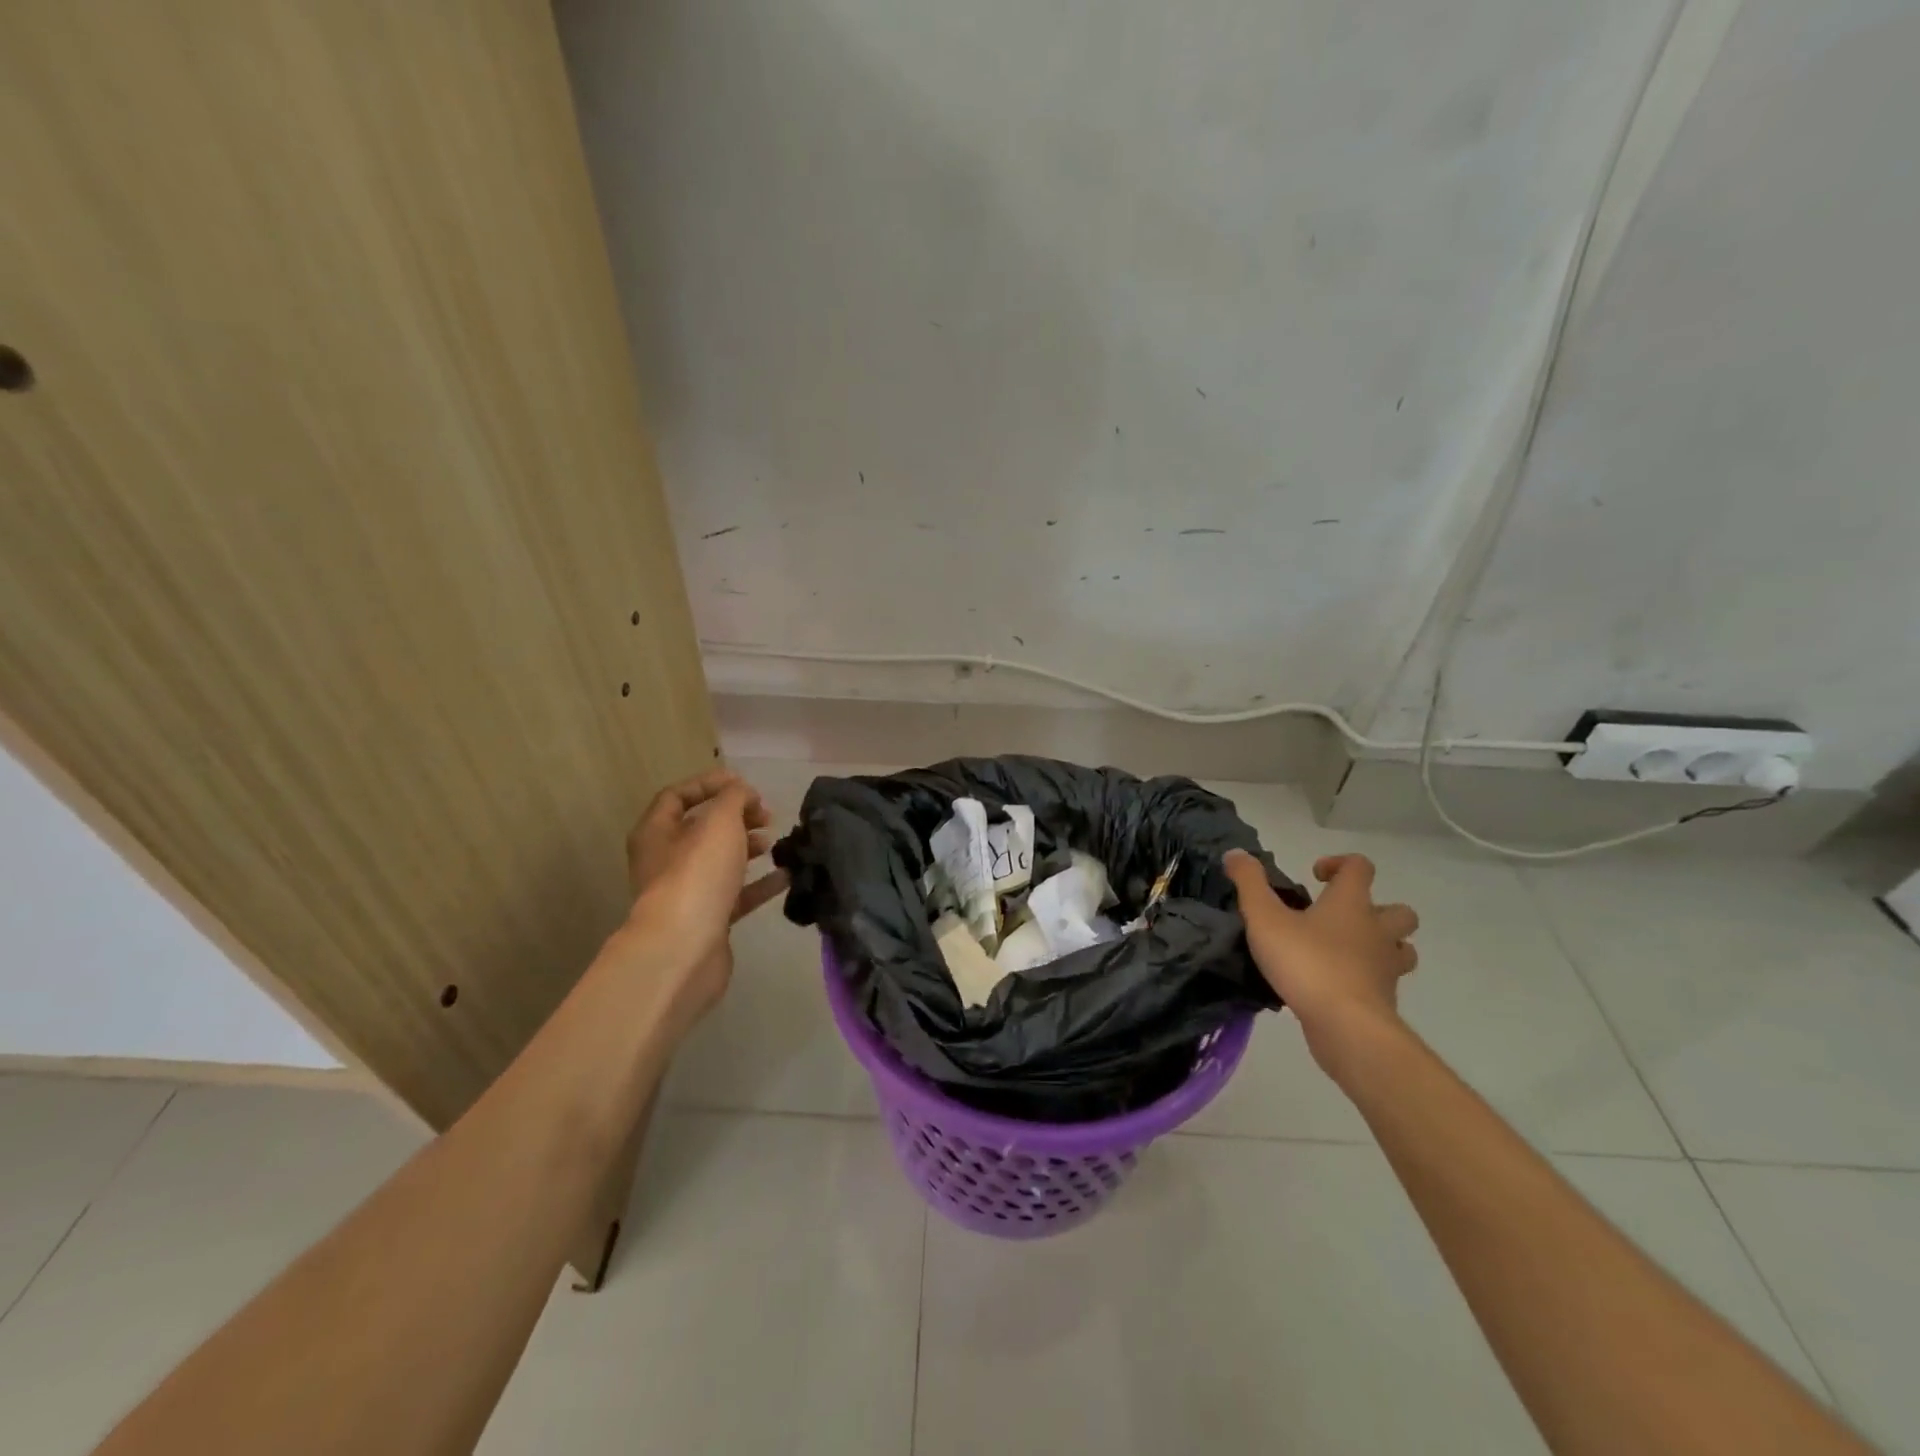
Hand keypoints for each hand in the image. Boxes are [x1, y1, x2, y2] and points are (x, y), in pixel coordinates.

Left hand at [617, 769, 787, 1035]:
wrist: (684, 950)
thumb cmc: (696, 875)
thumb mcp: (719, 822)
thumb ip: (734, 799)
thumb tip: (743, 792)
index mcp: (656, 832)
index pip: (677, 796)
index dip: (710, 784)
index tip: (746, 785)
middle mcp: (665, 861)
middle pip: (701, 829)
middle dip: (736, 817)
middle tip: (766, 816)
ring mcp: (686, 892)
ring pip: (720, 861)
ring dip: (748, 848)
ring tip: (775, 842)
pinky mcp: (708, 920)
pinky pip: (736, 894)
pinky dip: (760, 883)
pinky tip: (786, 876)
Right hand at [1223, 850, 1418, 1081]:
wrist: (1347, 1026)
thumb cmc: (1306, 963)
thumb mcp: (1264, 918)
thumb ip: (1249, 883)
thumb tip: (1236, 853)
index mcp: (1351, 904)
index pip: (1360, 867)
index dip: (1340, 864)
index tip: (1315, 876)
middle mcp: (1377, 930)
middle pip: (1399, 911)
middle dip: (1376, 909)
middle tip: (1340, 918)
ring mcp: (1386, 967)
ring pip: (1401, 949)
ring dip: (1382, 945)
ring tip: (1348, 951)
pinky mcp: (1384, 1000)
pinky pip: (1384, 981)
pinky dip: (1368, 978)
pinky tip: (1338, 985)